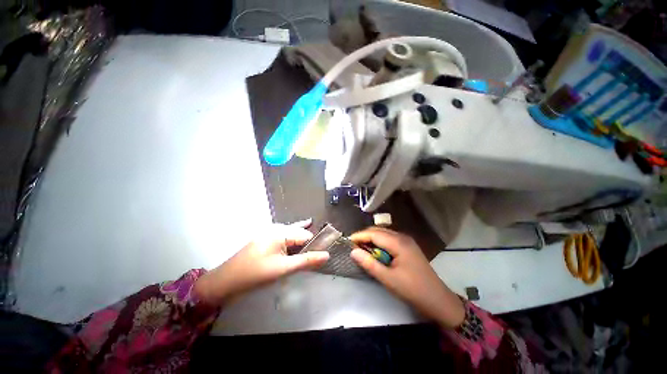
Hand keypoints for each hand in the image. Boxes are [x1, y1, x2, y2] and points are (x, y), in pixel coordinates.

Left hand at [194, 220, 328, 305]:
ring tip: (312, 252)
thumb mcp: (284, 268)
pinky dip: (292, 245)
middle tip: (319, 256)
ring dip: (301, 245)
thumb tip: (327, 255)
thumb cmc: (256, 274)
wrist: (225, 282)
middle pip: (299, 234)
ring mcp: (269, 234)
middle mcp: (276, 229)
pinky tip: (299, 244)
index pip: (305, 235)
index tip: (323, 255)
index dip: (315, 245)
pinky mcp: (265, 241)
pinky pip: (283, 240)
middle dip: (308, 244)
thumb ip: (307, 261)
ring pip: (292, 237)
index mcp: (280, 232)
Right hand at [350, 227, 464, 328]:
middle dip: (364, 236)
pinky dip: (380, 242)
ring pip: (384, 233)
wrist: (438, 299)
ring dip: (372, 239)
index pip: (374, 234)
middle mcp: (402, 237)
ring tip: (362, 248)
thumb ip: (369, 264)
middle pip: (379, 230)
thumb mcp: (388, 279)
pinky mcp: (408, 246)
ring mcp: (406, 240)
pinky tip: (376, 251)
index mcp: (398, 243)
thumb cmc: (412, 290)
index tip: (347, 241)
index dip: (359, 236)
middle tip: (353, 246)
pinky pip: (390, 239)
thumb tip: (353, 251)